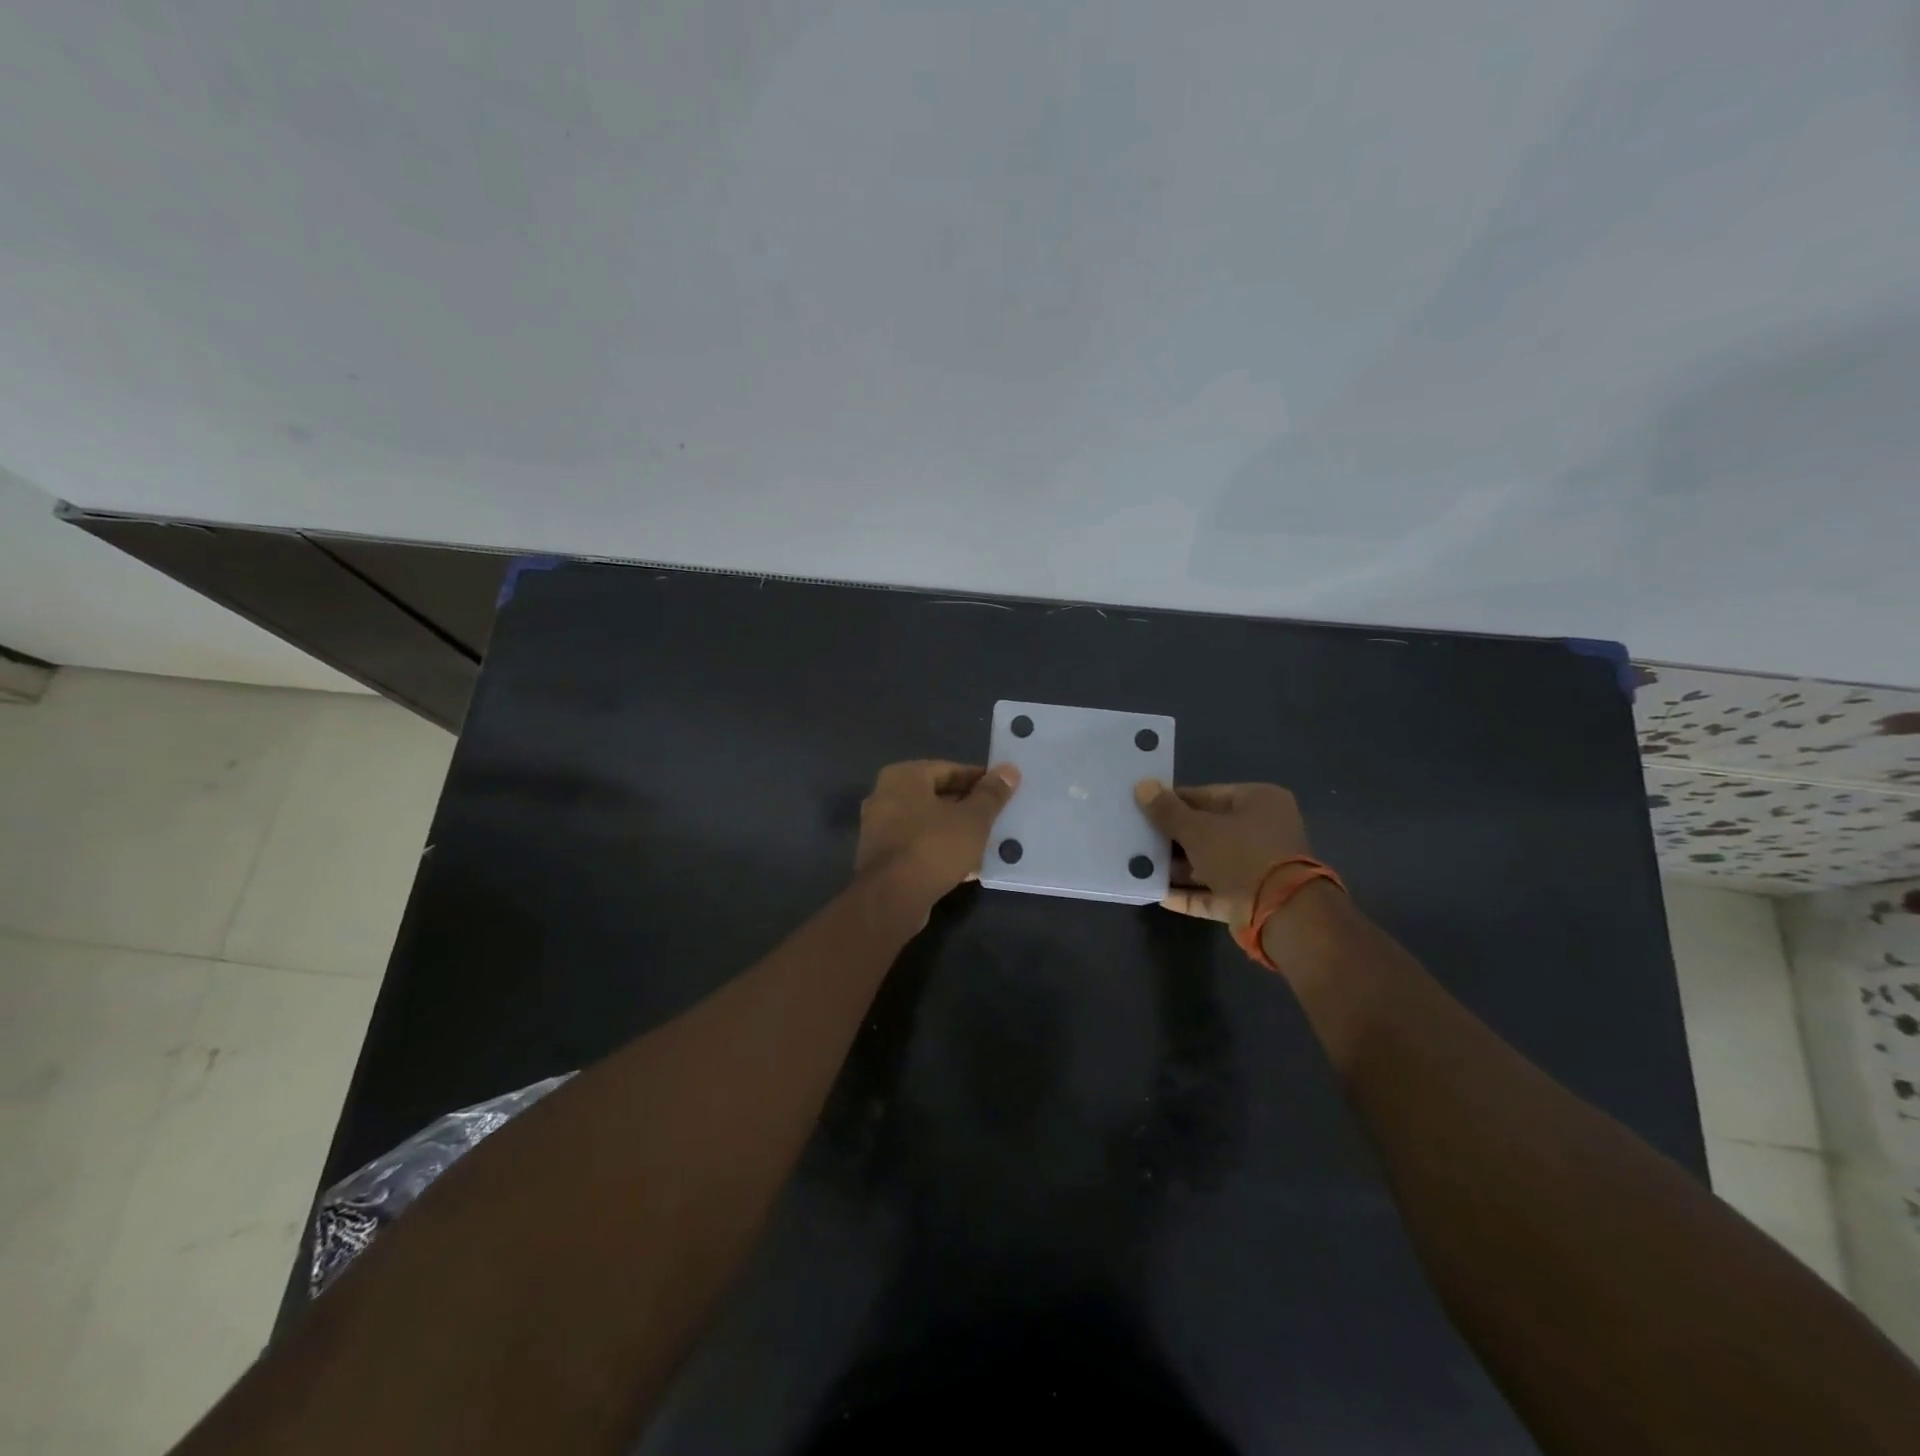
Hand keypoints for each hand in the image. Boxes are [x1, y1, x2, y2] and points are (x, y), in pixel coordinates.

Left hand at [856, 760, 1020, 917]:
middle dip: (967, 807)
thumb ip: (991, 794)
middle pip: (936, 796)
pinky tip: (967, 866)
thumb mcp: (973, 819)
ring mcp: (879, 829)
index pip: (948, 769)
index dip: (978, 779)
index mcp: (903, 777)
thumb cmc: (934, 846)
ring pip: (927, 823)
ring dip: (955, 831)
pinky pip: (918, 845)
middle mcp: (885, 796)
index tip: (1002, 791)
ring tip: (987, 842)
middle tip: (997, 817)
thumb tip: (1009, 769)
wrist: (891, 898)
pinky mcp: (881, 858)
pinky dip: (940, 850)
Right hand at [1133, 779, 1311, 926]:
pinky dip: (1188, 893)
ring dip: (1177, 867)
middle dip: (1173, 837)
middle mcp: (1263, 831)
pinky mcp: (1250, 899)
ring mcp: (1258, 868)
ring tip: (1140, 865)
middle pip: (1208, 830)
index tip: (1144, 807)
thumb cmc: (1241, 855)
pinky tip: (1157, 893)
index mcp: (1259, 802)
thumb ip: (1168, 811)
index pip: (1208, 795)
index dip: (1174, 801)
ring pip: (1209, 863)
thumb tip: (1142, 785)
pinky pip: (1213, 892)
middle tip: (1138, 837)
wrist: (1282, 914)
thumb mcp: (1197, 829)